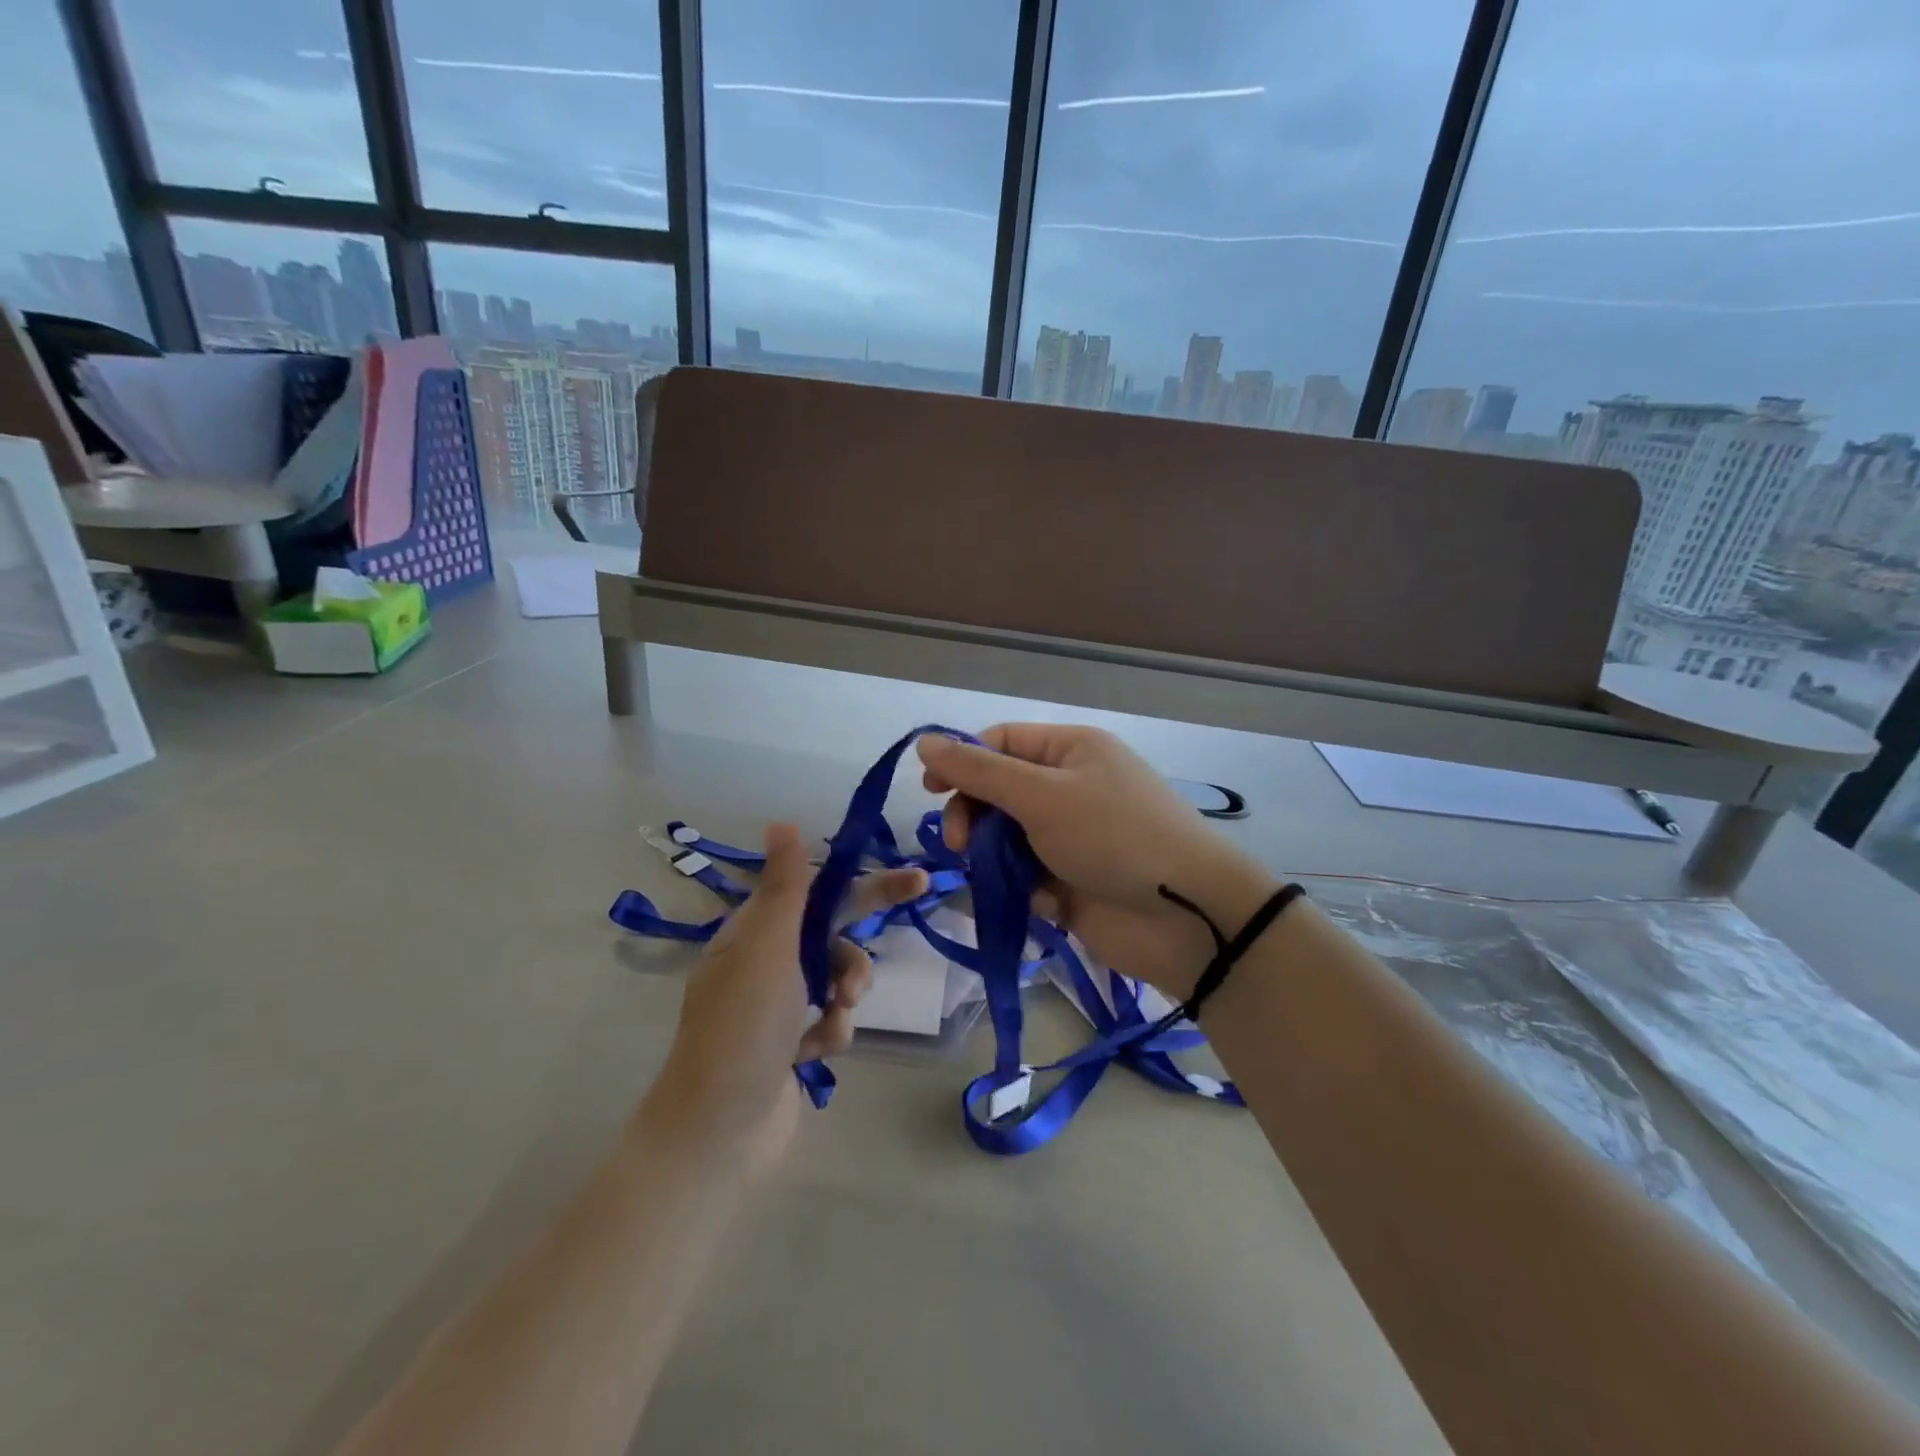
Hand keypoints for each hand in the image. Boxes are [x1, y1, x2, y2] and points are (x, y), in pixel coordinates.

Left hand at [649, 824, 925, 1175]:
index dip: (865, 883)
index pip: (819, 892)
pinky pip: (832, 1020)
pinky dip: (830, 1032)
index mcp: (754, 932)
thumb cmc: (742, 1030)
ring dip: (845, 993)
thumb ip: (785, 887)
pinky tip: (812, 1053)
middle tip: (914, 930)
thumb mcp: (765, 949)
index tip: (915, 880)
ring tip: (834, 1017)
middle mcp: (766, 962)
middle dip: (862, 938)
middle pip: (833, 934)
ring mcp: (779, 1006)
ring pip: (838, 979)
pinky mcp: (792, 1044)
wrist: (719, 1134)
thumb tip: (782, 821)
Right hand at [918, 725, 1274, 998]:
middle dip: (973, 817)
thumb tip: (923, 742)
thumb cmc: (1114, 836)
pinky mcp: (1073, 882)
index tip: (929, 792)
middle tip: (960, 845)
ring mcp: (1072, 837)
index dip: (961, 762)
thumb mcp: (1041, 795)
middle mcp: (1070, 787)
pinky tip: (1043, 903)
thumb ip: (977, 772)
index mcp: (1070, 750)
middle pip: (998, 793)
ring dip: (995, 858)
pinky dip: (1026, 890)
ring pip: (1007, 839)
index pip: (999, 743)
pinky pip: (1028, 877)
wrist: (1185, 916)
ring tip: (1004, 880)